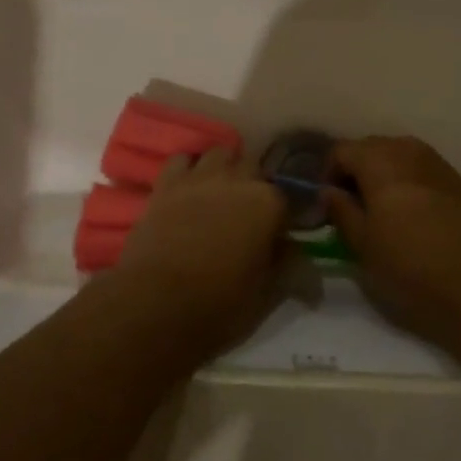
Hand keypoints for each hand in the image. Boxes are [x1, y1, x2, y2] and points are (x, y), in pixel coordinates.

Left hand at [112, 147, 286, 363]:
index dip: (287, 216)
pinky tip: (189, 190)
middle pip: (255, 167)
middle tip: (252, 216)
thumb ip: (290, 269)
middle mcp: (237, 180)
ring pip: (220, 154)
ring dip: (225, 170)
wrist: (153, 306)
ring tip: (221, 197)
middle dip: (256, 186)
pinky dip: (188, 169)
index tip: (283, 234)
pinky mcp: (166, 184)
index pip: (290, 198)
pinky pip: (181, 160)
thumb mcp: (267, 296)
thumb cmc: (219, 306)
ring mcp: (199, 178)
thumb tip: (306, 264)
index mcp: (269, 203)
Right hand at [326, 136, 460, 355]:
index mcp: (379, 162)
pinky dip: (409, 179)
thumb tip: (328, 192)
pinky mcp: (458, 180)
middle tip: (352, 204)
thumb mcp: (362, 244)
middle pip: (371, 146)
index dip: (328, 174)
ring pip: (399, 153)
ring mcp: (437, 163)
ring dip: (384, 171)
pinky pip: (423, 167)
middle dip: (356, 169)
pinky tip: (412, 210)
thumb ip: (340, 210)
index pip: (342, 150)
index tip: (329, 203)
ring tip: (382, 206)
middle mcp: (408, 151)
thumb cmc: (409, 265)